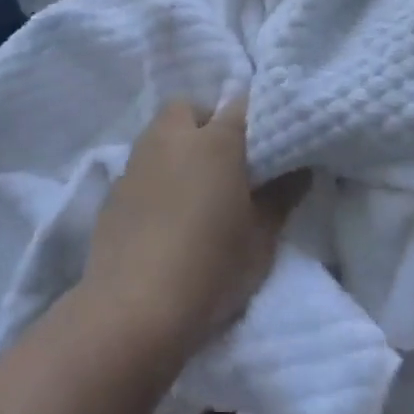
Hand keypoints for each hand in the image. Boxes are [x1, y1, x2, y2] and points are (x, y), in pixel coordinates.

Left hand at [81, 97, 304, 358]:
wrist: (132, 308)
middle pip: (189, 108)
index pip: (241, 106)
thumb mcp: (261, 239)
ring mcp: (137, 161)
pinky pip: (141, 165)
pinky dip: (156, 176)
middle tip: (226, 161)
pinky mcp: (113, 189)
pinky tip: (164, 212)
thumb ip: (281, 197)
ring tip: (195, 187)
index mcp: (216, 141)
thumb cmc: (209, 268)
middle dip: (206, 122)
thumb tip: (299, 169)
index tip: (266, 143)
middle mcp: (172, 138)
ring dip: (178, 147)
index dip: (255, 119)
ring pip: (160, 133)